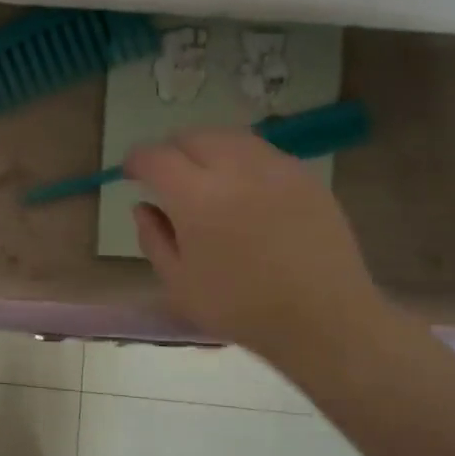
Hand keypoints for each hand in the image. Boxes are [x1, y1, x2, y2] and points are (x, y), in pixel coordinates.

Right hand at [124, 127, 384, 366]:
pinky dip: (240, 159)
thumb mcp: (178, 283)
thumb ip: (153, 239)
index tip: (130, 174)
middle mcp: (235, 170)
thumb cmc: (240, 308)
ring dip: (207, 149)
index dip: (136, 161)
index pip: (156, 158)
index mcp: (196, 198)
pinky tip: (242, 188)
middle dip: (172, 150)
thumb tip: (142, 207)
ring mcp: (275, 168)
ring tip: (203, 176)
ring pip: (230, 137)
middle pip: (193, 136)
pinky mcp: (305, 176)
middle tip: (166, 176)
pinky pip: (262, 152)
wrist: (323, 319)